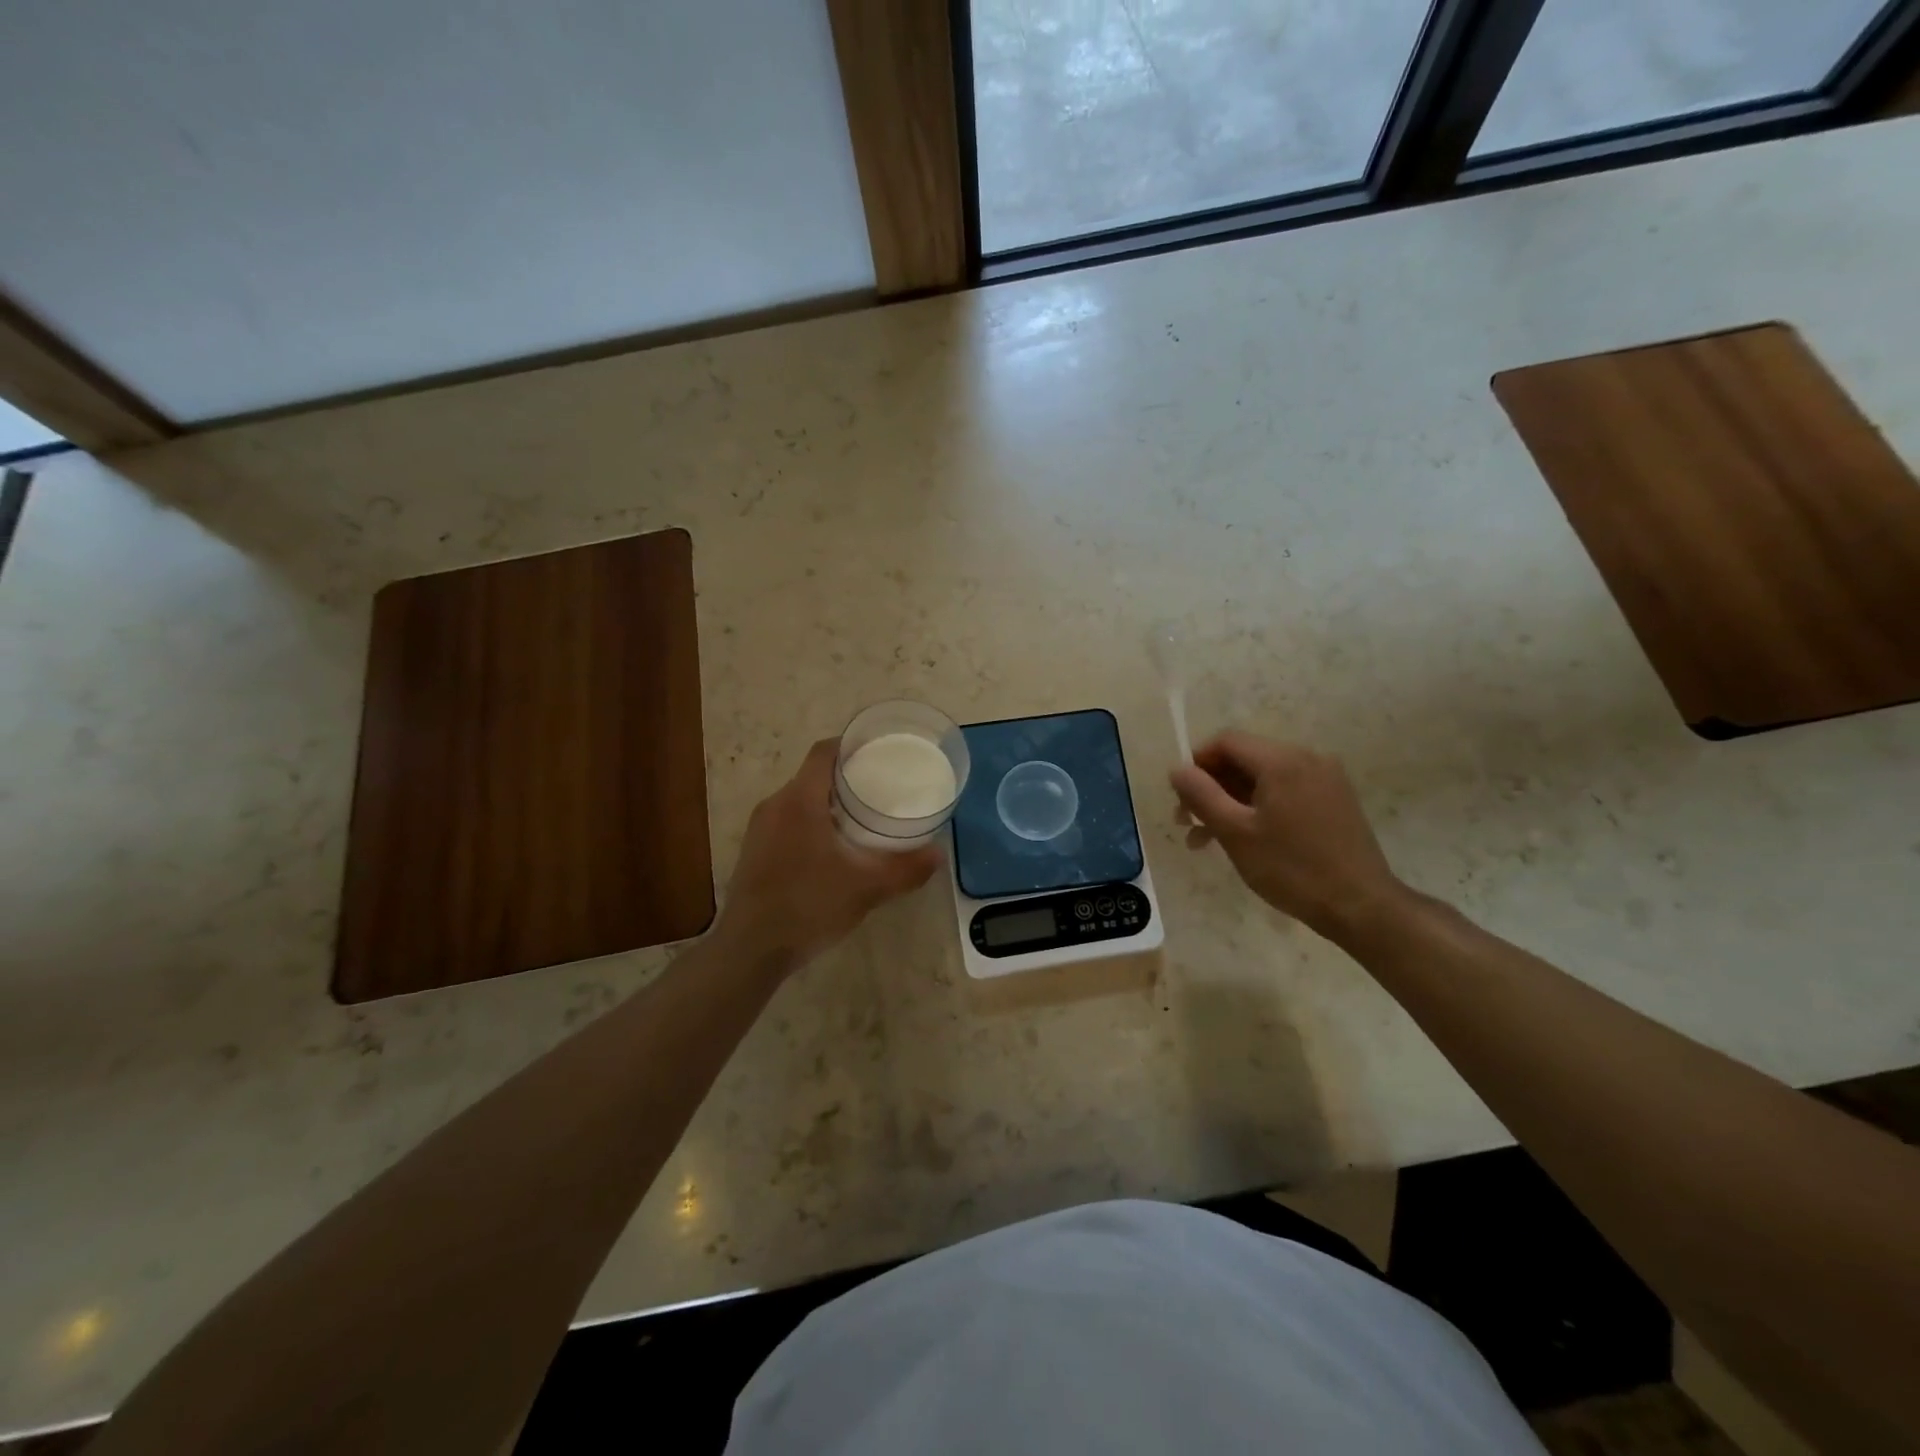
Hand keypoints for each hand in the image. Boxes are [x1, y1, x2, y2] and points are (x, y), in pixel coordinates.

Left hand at [714, 738, 941, 970]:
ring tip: (862, 818)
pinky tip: (833, 850)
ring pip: (799, 800)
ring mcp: (760, 829)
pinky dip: (812, 823)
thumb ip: (905, 869)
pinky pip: (787, 822)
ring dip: (828, 803)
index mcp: (799, 801)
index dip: (851, 745)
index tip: (879, 751)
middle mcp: (775, 805)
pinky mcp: (754, 852)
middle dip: (847, 777)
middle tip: (881, 788)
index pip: (824, 752)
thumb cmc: (808, 906)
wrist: (750, 950)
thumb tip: (938, 854)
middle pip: (813, 775)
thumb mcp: (866, 888)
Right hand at [1170, 731, 1405, 939]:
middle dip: (1212, 786)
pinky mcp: (1335, 800)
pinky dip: (1259, 807)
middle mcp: (1307, 759)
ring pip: (1264, 778)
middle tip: (1187, 822)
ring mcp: (1325, 779)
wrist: (1361, 906)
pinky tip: (1245, 838)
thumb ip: (1201, 795)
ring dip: (1232, 801)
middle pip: (1245, 758)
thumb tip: (1177, 769)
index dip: (1197, 762)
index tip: (1180, 797)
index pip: (1227, 741)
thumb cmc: (1291, 868)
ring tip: (1207, 839)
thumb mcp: (1235, 832)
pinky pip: (1286, 791)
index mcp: (1282, 761)